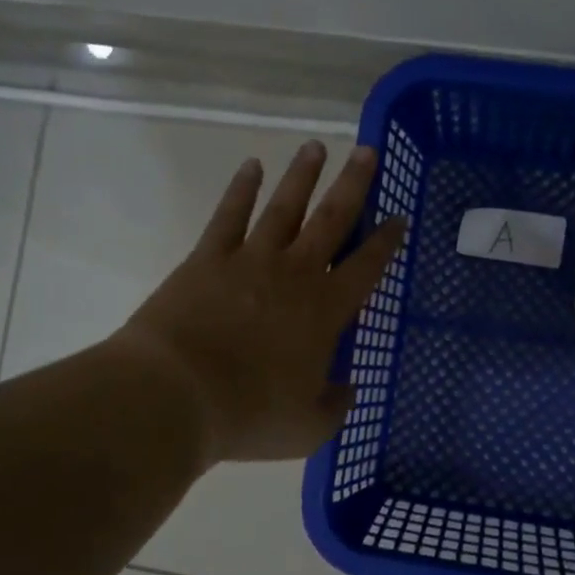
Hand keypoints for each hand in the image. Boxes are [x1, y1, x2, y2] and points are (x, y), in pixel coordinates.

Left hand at [116, 141, 405, 465]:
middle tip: (367, 152)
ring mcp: (250, 260)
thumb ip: (334, 406)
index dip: (386, 241)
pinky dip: (241, 189)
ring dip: (302, 176)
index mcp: (325, 311)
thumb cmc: (249, 415)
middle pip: (332, 219)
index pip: (367, 266)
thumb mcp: (308, 428)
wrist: (175, 396)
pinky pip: (229, 215)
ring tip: (316, 147)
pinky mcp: (208, 259)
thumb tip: (345, 390)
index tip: (399, 216)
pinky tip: (251, 166)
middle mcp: (295, 274)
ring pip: (284, 207)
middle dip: (353, 185)